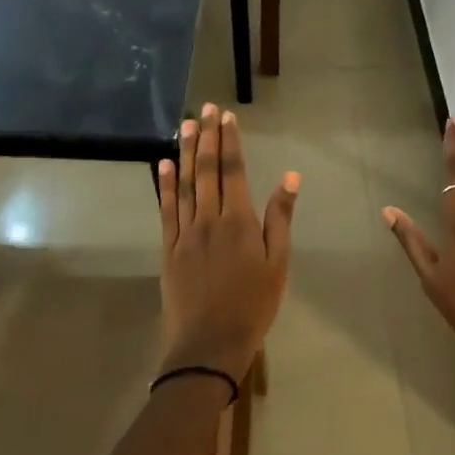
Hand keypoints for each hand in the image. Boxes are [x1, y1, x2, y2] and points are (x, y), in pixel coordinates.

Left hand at [157, 103, 297, 383]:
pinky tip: (165, 165)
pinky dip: (165, 185)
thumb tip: (289, 178)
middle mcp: (209, 220)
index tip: (226, 117)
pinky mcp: (169, 249)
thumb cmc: (253, 306)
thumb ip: (280, 219)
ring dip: (187, 153)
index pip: (234, 172)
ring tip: (186, 125)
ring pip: (185, 185)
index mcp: (239, 223)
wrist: (209, 345)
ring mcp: (185, 234)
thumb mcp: (278, 265)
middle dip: (208, 138)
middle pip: (208, 171)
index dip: (231, 142)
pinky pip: (166, 210)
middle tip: (205, 109)